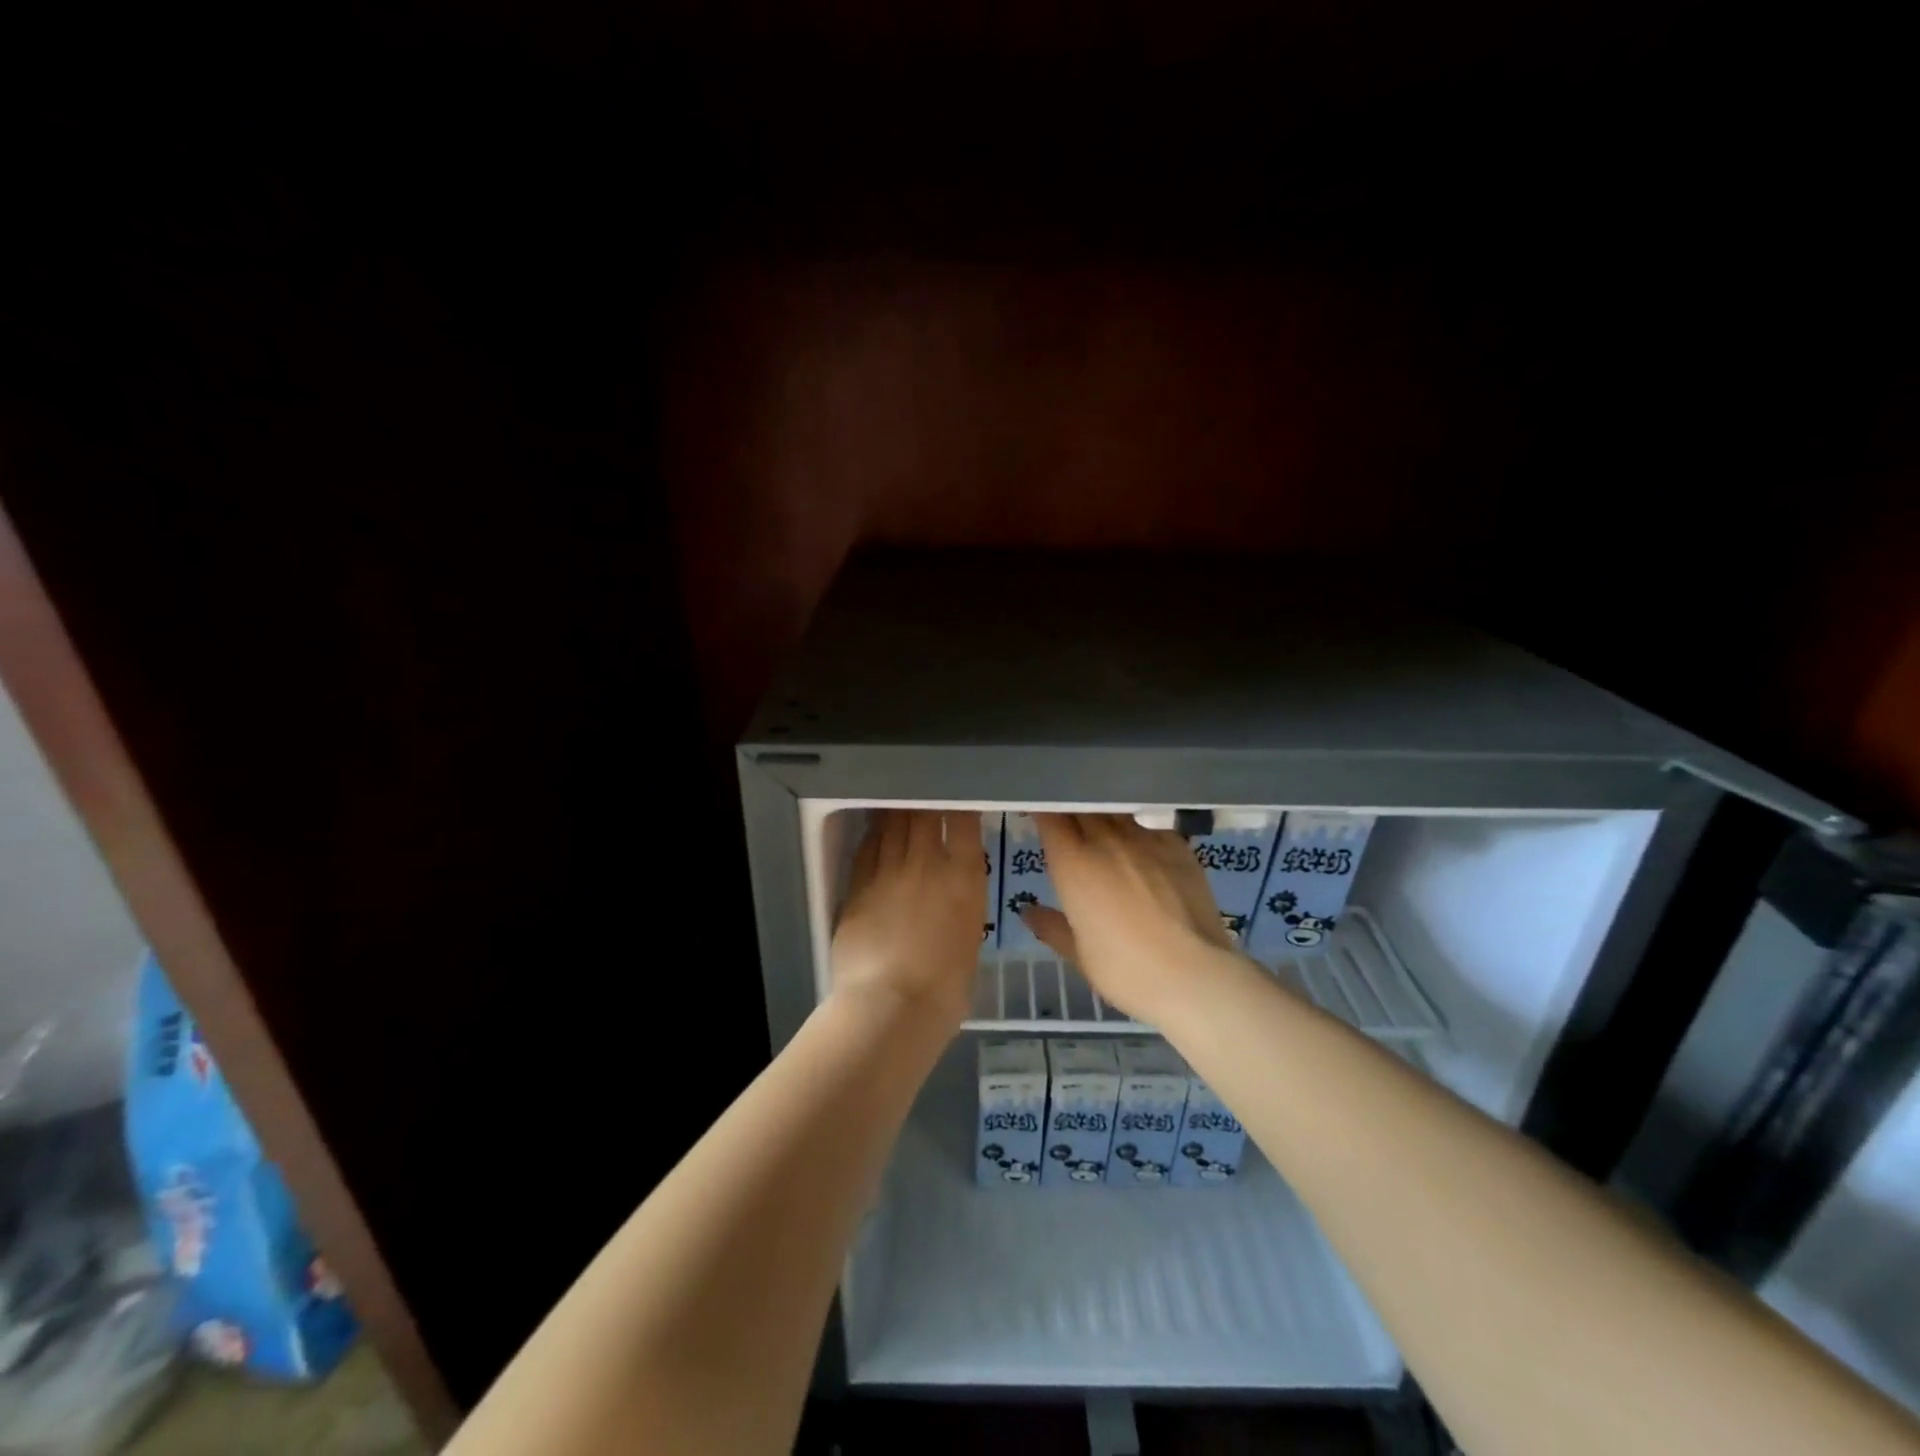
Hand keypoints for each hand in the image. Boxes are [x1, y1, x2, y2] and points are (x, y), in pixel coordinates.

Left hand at [832, 809, 984, 1026]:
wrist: (892, 1005)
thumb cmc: (946, 987)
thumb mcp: (970, 936)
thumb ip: (962, 903)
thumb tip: (953, 889)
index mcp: (965, 877)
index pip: (965, 821)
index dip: (961, 806)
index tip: (960, 803)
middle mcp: (928, 862)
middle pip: (925, 813)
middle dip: (926, 802)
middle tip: (925, 799)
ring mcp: (889, 871)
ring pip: (893, 823)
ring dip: (898, 812)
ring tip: (899, 805)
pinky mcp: (858, 885)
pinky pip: (867, 848)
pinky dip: (874, 835)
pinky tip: (876, 832)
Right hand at [1020, 813, 1243, 1023]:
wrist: (1194, 975)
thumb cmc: (1126, 970)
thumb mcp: (1080, 955)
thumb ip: (1052, 927)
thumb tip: (1028, 913)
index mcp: (1073, 863)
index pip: (1050, 817)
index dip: (1042, 811)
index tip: (1037, 815)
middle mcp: (1106, 840)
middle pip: (1082, 807)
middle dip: (1070, 809)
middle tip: (1066, 820)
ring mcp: (1145, 839)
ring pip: (1115, 811)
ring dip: (1103, 814)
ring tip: (1101, 826)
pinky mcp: (1178, 845)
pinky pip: (1149, 825)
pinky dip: (1137, 829)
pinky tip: (1141, 844)